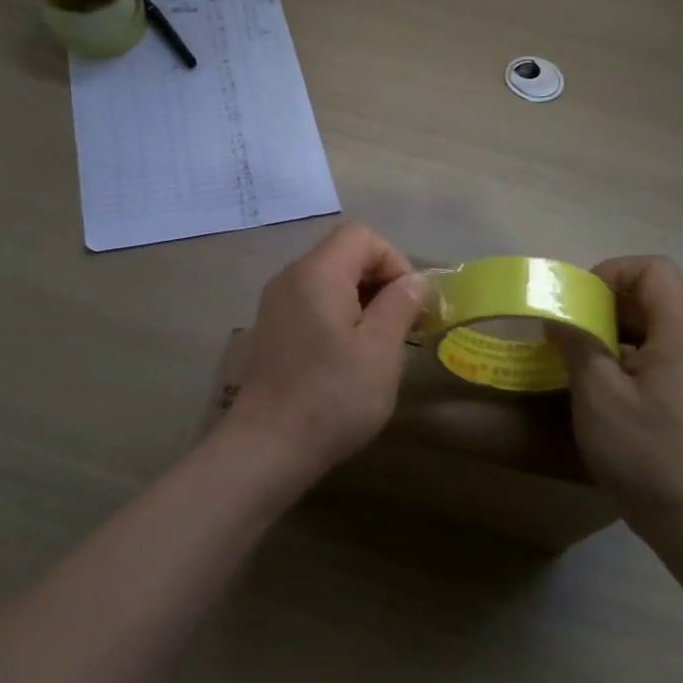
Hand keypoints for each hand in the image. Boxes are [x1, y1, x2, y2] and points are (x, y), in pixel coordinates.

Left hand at [226, 222, 427, 486]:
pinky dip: (336, 317)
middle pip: (343, 254)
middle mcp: (290, 277)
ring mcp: (275, 304)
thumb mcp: (381, 350)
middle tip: (402, 327)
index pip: (362, 236)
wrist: (267, 446)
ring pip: (328, 281)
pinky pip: (310, 305)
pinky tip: (346, 358)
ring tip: (378, 345)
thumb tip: (415, 280)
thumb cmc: (333, 396)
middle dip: (380, 282)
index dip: (394, 262)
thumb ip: (400, 304)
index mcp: (317, 272)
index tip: (409, 305)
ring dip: (360, 302)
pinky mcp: (270, 330)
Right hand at [554, 256, 682, 534]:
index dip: (612, 272)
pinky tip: (601, 383)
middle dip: (606, 303)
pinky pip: (659, 352)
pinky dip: (627, 353)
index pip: (654, 269)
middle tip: (570, 330)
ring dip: (613, 330)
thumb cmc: (643, 451)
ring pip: (655, 324)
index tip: (579, 302)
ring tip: (579, 356)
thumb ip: (577, 344)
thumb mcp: (597, 394)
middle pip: (654, 294)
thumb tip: (559, 318)